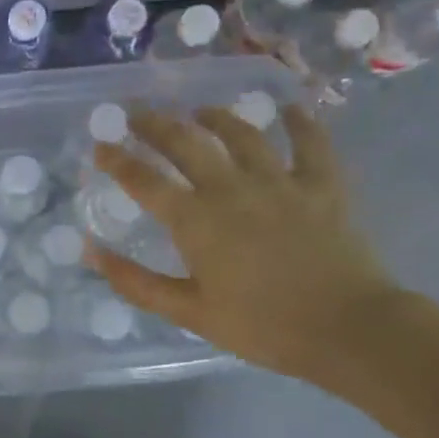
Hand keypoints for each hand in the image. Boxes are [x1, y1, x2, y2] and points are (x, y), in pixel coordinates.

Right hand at [88, 105, 400, 382]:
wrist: (347, 330)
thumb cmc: (262, 326)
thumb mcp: (190, 313)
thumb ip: (137, 282)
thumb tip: (91, 253)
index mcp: (196, 220)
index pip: (144, 180)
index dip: (117, 160)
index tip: (99, 145)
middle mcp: (231, 188)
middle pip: (186, 143)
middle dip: (155, 124)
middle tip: (136, 112)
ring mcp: (280, 182)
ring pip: (241, 134)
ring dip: (216, 117)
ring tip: (199, 111)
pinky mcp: (322, 186)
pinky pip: (311, 144)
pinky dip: (300, 122)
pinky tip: (290, 107)